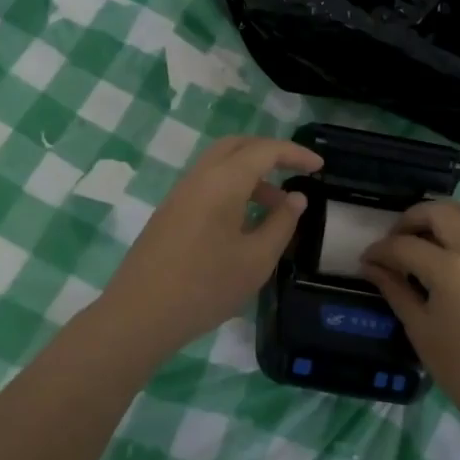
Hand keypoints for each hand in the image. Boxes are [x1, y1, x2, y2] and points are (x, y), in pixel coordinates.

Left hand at [94, 135, 322, 358]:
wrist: (140, 314)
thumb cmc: (206, 286)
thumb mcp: (256, 259)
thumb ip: (281, 224)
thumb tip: (295, 198)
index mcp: (223, 181)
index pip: (265, 150)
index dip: (295, 154)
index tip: (319, 167)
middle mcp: (199, 176)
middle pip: (238, 146)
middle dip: (270, 153)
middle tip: (296, 172)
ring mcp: (180, 193)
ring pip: (220, 165)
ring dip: (251, 175)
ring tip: (275, 209)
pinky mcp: (170, 212)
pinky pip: (207, 184)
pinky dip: (232, 189)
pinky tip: (244, 223)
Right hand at [362, 201, 459, 422]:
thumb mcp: (419, 328)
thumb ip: (394, 289)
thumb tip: (371, 266)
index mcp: (449, 270)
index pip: (404, 246)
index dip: (380, 250)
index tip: (367, 259)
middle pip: (439, 212)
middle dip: (410, 219)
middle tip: (396, 240)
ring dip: (445, 214)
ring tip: (429, 235)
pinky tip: (456, 252)